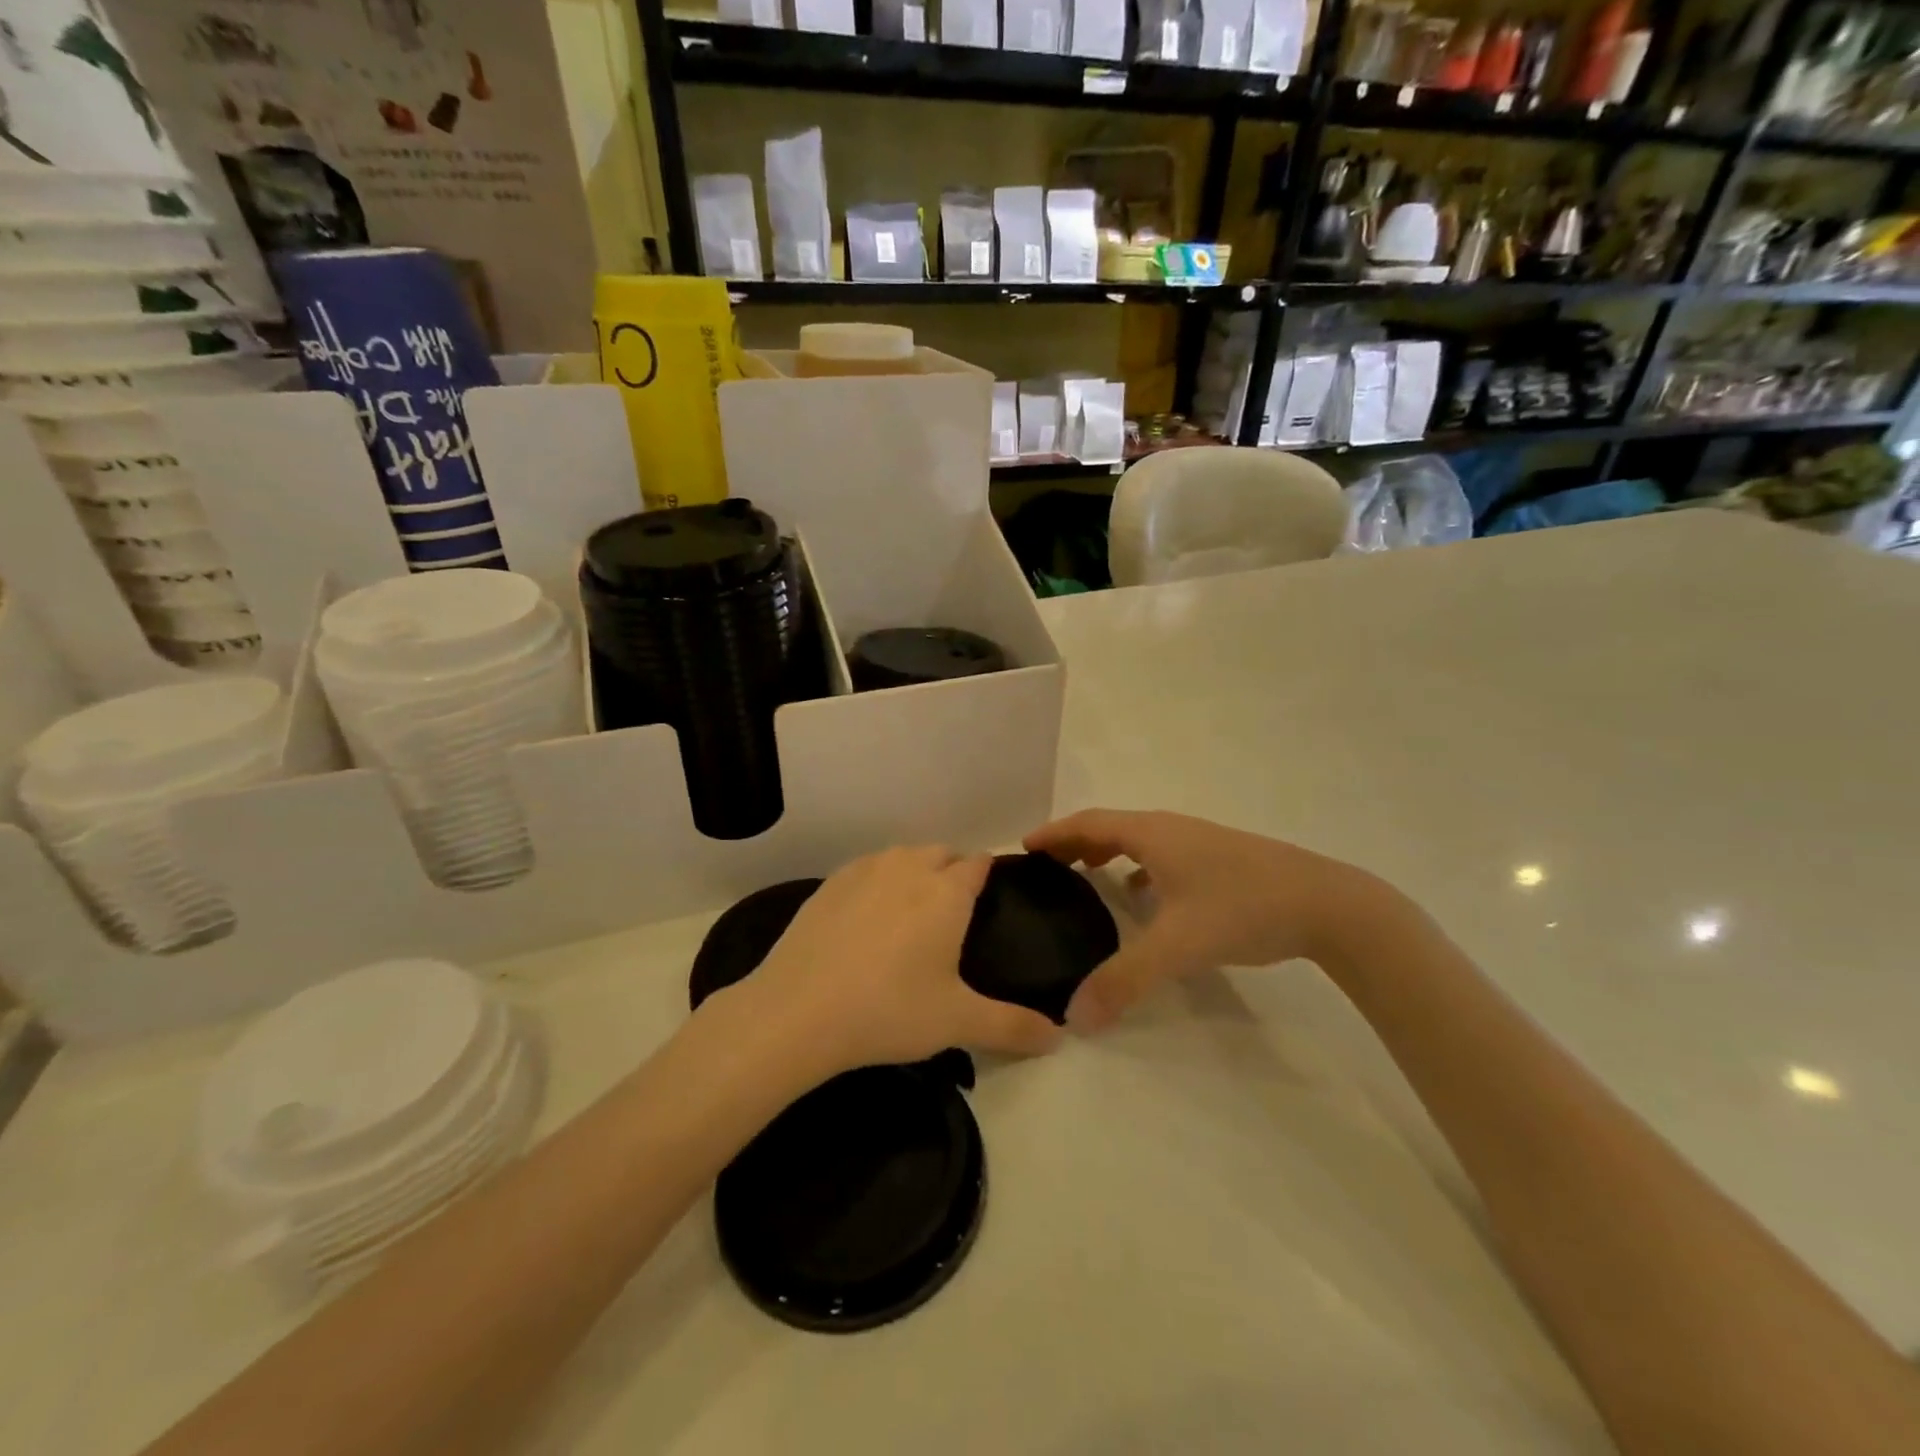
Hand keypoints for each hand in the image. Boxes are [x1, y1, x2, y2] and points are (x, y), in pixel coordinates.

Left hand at [726, 846, 1063, 1078]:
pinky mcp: (828, 885)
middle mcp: (908, 868)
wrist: (797, 1012)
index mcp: (946, 892)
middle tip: (953, 919)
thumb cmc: (889, 1010)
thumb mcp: (957, 1022)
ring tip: (912, 916)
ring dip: (915, 873)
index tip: (991, 901)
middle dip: (953, 873)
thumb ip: (1013, 1026)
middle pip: (941, 854)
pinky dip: (876, 883)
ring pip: (902, 857)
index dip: (989, 877)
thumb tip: (1060, 1039)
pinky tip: (867, 920)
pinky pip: (866, 870)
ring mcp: (863, 871)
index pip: (979, 864)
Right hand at [1025, 809, 1391, 1031]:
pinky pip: (1163, 857)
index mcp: (1153, 834)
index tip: (1023, 848)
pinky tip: (1143, 898)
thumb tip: (1074, 1017)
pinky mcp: (1221, 861)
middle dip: (1074, 843)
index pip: (1088, 823)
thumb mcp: (1178, 946)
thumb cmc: (1244, 908)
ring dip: (1106, 853)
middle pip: (1110, 827)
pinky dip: (1139, 869)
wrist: (1330, 905)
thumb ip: (1124, 981)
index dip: (1053, 833)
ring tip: (1085, 877)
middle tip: (1045, 868)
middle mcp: (1171, 830)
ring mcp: (1200, 843)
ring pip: (1139, 841)